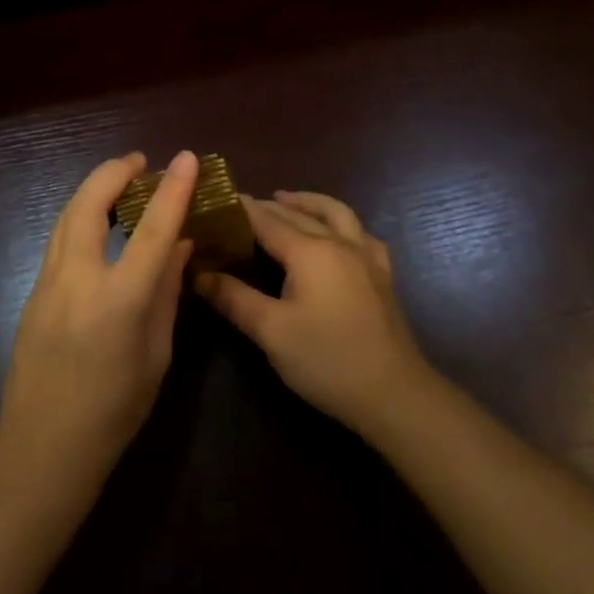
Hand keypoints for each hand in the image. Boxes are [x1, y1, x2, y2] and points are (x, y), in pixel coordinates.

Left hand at [0, 151, 198, 487]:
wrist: (44, 446)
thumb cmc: (114, 410)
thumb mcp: (156, 354)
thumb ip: (166, 294)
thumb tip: (179, 247)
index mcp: (119, 300)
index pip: (152, 230)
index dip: (171, 190)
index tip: (185, 158)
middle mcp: (78, 280)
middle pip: (89, 203)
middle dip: (114, 172)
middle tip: (139, 163)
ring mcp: (47, 283)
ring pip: (66, 216)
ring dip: (93, 190)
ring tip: (118, 183)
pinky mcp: (33, 292)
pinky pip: (58, 240)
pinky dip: (79, 217)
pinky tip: (96, 225)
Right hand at [197, 191, 428, 437]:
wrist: (394, 394)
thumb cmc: (327, 360)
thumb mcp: (270, 331)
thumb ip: (233, 298)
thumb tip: (198, 273)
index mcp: (310, 251)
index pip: (267, 220)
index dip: (241, 208)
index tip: (217, 198)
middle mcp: (339, 243)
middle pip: (298, 214)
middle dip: (268, 205)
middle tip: (240, 205)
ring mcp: (366, 257)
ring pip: (336, 213)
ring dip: (309, 203)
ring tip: (287, 201)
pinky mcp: (382, 276)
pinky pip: (361, 234)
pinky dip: (342, 224)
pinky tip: (337, 235)